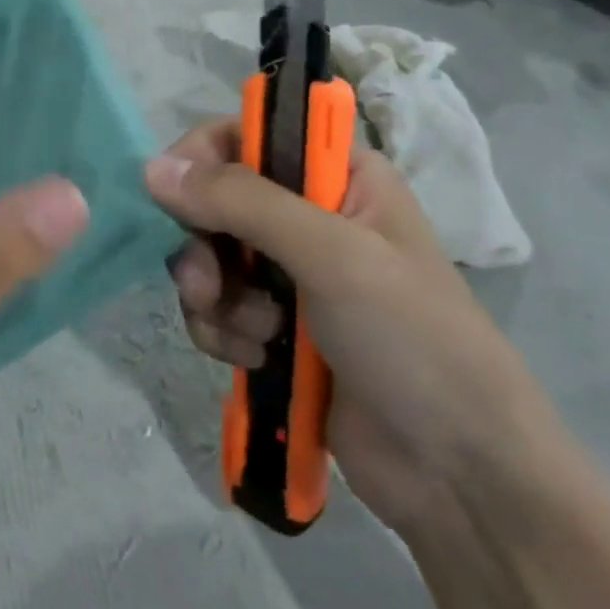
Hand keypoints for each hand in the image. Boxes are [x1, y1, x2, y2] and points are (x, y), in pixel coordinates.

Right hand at [145, 122, 556, 536]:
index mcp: (340, 177)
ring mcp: (289, 274)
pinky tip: (256, 360)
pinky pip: (216, 308)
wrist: (458, 474)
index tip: (176, 195)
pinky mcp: (273, 326)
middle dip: (203, 245)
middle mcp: (310, 215)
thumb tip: (152, 168)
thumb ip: (242, 202)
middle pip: (216, 200)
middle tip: (209, 285)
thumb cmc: (412, 341)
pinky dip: (223, 331)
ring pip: (208, 258)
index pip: (248, 134)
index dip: (204, 158)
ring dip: (214, 297)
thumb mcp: (332, 256)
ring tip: (252, 335)